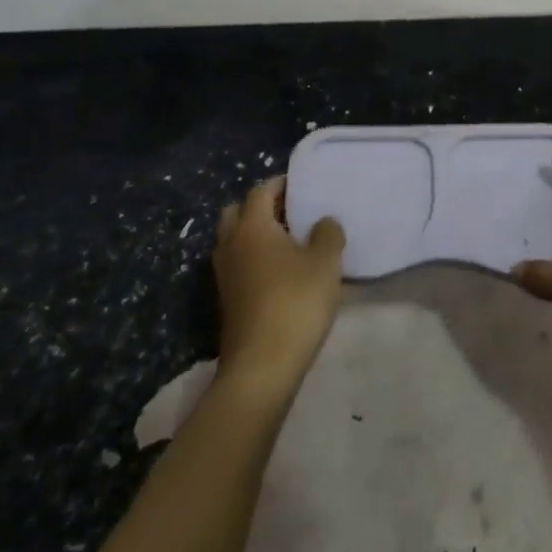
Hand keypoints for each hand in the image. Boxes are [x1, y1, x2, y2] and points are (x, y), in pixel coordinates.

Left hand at [214, 176, 344, 394]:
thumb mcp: (325, 262)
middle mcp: (231, 244)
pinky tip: (281, 273)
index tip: (303, 185)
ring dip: (256, 235)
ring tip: (289, 243)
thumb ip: (328, 233)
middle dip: (261, 207)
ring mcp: (224, 275)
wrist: (262, 367)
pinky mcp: (227, 300)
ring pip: (234, 240)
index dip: (281, 184)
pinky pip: (237, 265)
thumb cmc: (295, 302)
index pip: (260, 190)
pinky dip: (253, 259)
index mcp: (252, 226)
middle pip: (237, 212)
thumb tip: (324, 221)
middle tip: (291, 213)